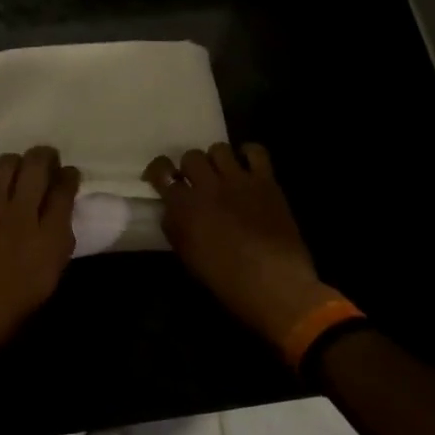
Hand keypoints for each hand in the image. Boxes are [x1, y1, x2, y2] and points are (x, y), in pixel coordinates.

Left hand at [0, 147, 79, 353]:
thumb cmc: (15, 308)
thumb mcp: (51, 279)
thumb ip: (58, 244)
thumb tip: (59, 218)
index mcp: (50, 238)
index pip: (65, 190)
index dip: (70, 175)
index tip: (69, 174)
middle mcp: (23, 216)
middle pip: (37, 166)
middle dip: (45, 155)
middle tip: (47, 159)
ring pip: (5, 165)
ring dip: (15, 160)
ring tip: (17, 167)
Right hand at [145, 143, 336, 350]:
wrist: (275, 286)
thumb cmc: (227, 282)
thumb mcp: (189, 258)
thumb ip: (176, 228)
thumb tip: (172, 210)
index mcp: (184, 207)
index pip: (161, 171)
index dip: (158, 169)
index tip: (161, 176)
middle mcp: (208, 186)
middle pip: (191, 156)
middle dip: (191, 167)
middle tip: (197, 181)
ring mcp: (238, 180)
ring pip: (219, 148)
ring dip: (216, 160)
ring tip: (223, 173)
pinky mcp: (265, 182)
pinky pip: (255, 152)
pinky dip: (249, 154)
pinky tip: (247, 166)